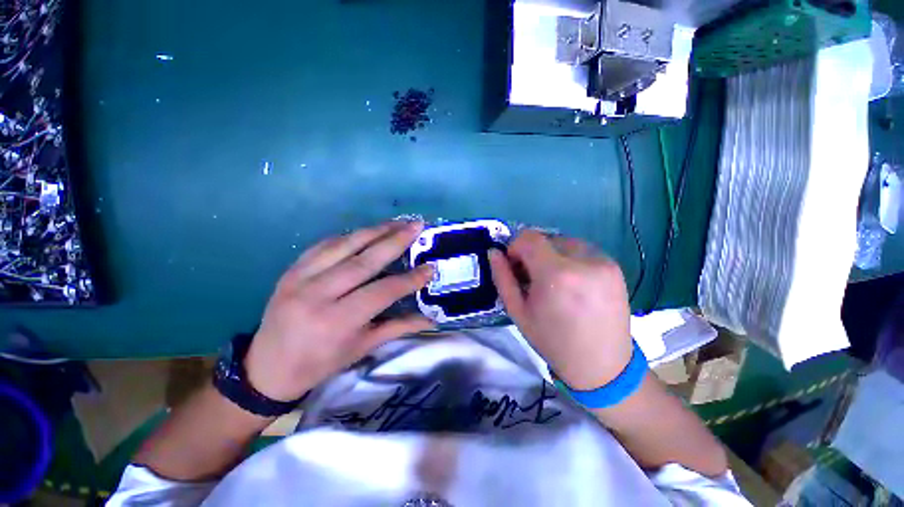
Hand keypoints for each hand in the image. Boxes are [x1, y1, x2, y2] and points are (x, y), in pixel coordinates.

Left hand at [244, 221, 433, 401]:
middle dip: (395, 241)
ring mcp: (300, 278)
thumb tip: (430, 317)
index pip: (382, 292)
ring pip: (344, 245)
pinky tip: (368, 230)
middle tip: (417, 226)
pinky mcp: (291, 269)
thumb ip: (397, 328)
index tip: (431, 267)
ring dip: (375, 231)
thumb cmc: (320, 363)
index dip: (409, 279)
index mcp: (336, 321)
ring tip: (398, 222)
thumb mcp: (361, 348)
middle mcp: (317, 295)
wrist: (266, 367)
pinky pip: (325, 244)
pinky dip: (350, 235)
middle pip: (364, 260)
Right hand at [489, 231, 632, 390]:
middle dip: (533, 252)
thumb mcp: (518, 312)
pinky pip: (582, 250)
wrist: (602, 365)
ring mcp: (603, 262)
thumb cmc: (553, 341)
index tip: (515, 266)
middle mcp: (583, 261)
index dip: (516, 247)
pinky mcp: (615, 266)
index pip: (529, 237)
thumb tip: (494, 252)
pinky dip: (570, 259)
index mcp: (556, 274)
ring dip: (552, 254)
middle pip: (546, 238)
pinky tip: (572, 282)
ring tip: (554, 281)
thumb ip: (503, 278)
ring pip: (564, 241)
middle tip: (533, 277)